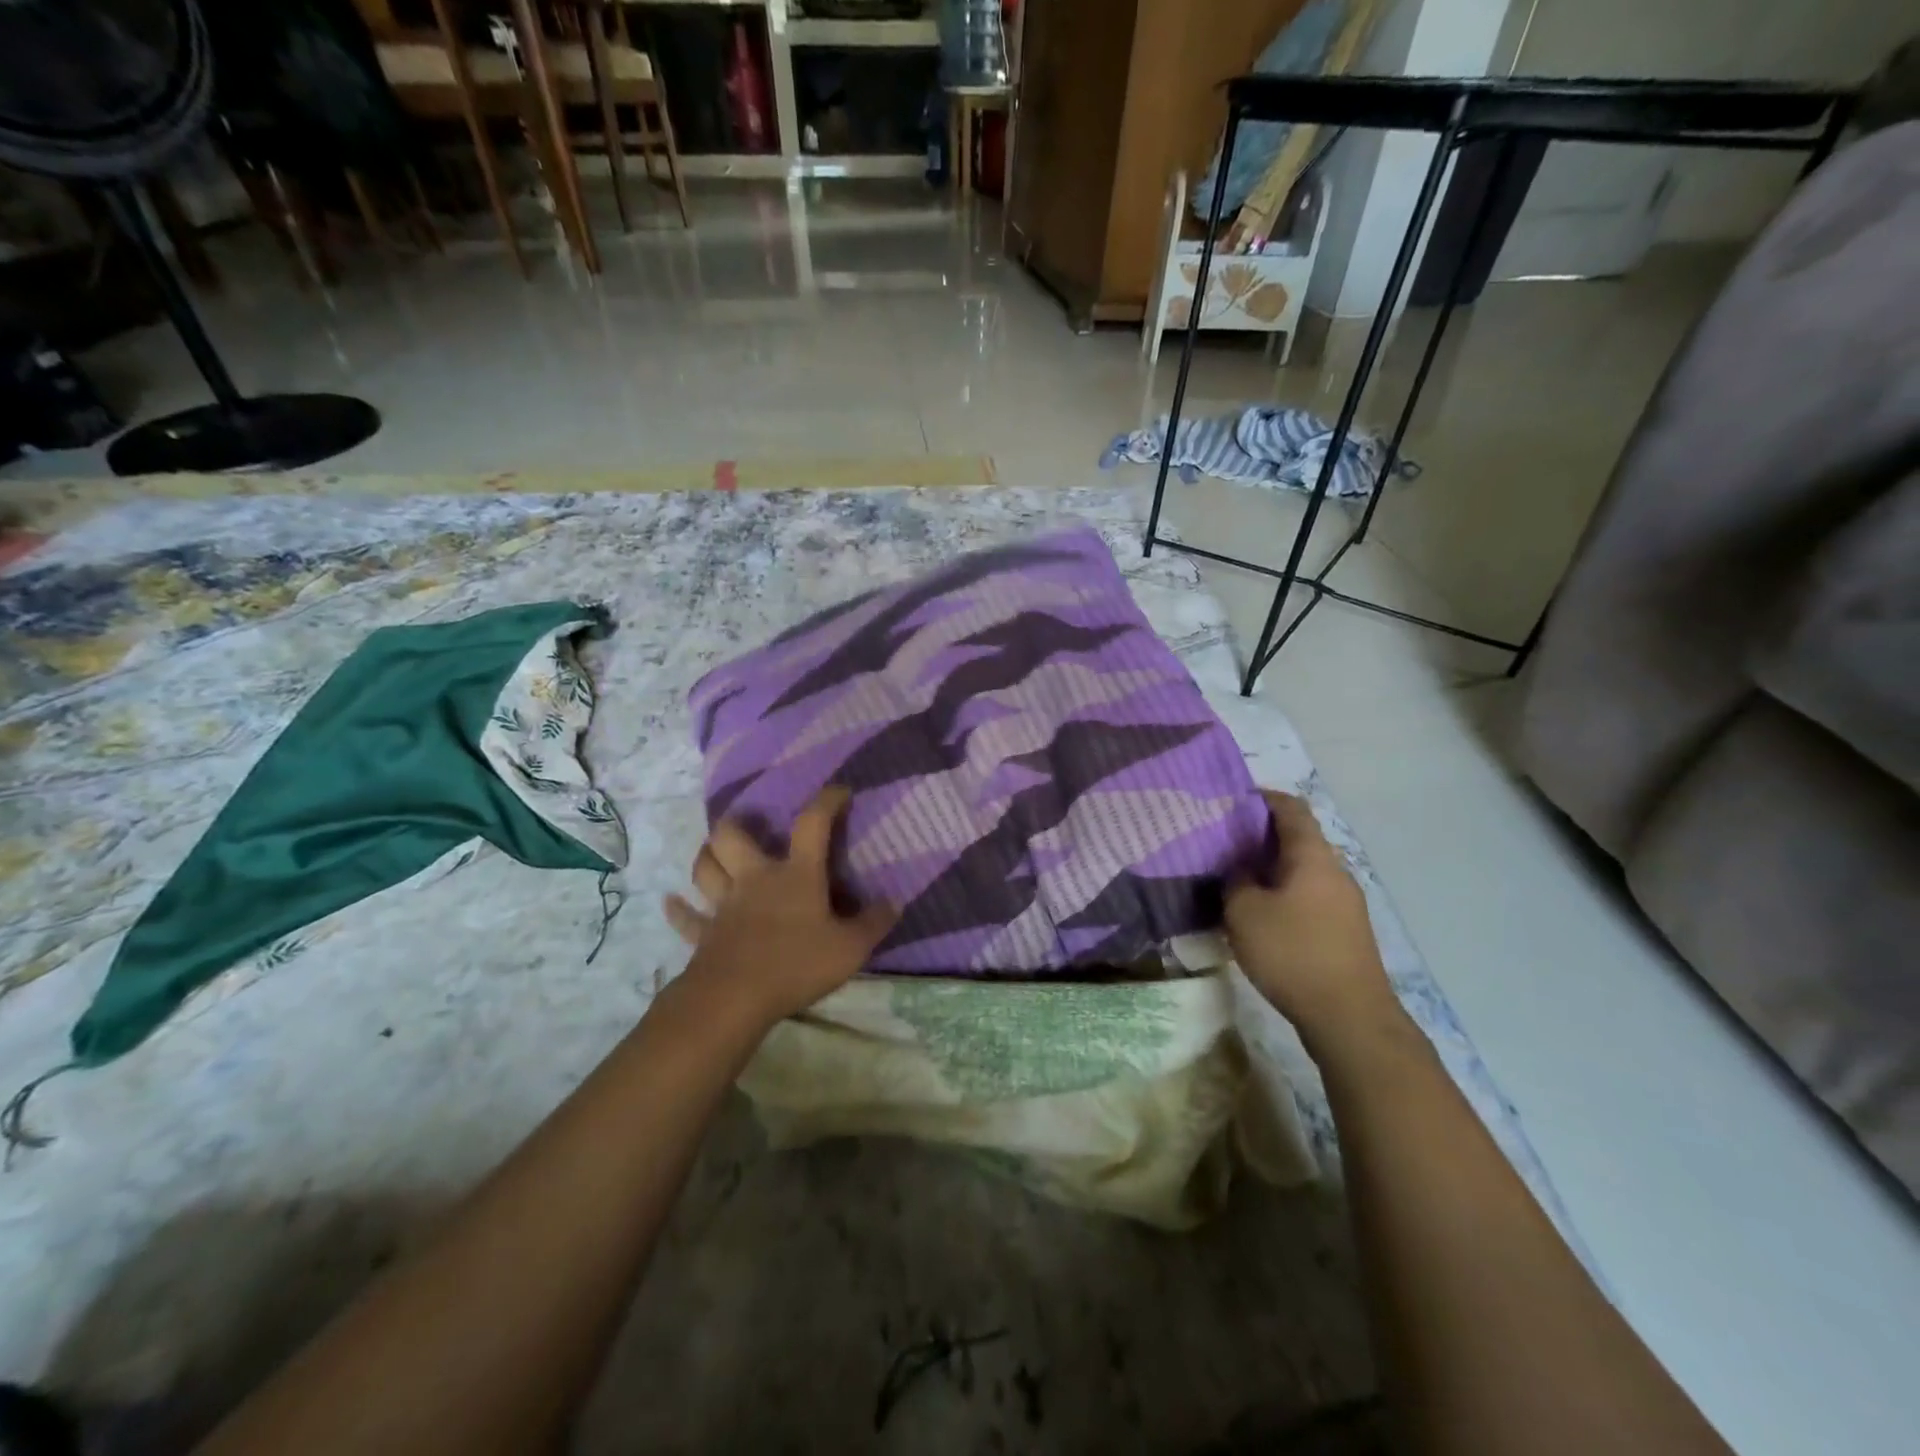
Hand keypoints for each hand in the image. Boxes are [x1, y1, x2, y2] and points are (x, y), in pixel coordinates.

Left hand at [664, 786, 895, 1026]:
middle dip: (738, 823)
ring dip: (707, 856)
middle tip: (748, 823)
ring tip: (713, 851)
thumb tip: (894, 901)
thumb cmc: (796, 964)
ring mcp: (724, 905)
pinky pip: (686, 918)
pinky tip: (670, 902)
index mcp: (795, 875)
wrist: (735, 998)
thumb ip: (874, 923)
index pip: (812, 825)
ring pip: (705, 868)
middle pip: (734, 837)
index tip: (839, 791)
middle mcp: (756, 879)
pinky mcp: (704, 934)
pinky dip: (678, 910)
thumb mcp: (850, 948)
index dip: (826, 802)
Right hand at [1226, 790, 1397, 1038]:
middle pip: (1298, 838)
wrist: (1349, 1017)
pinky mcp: (1345, 930)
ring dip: (1271, 868)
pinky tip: (1260, 913)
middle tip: (1222, 842)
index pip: (1291, 808)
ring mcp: (1345, 902)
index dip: (1262, 797)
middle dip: (1260, 835)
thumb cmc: (1292, 953)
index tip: (1231, 799)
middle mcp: (1334, 870)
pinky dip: (1283, 892)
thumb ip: (1236, 879)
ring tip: (1235, 878)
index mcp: (1312, 856)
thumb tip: (1240, 868)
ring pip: (1303, 869)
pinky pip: (1309, 895)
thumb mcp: (1244, 912)